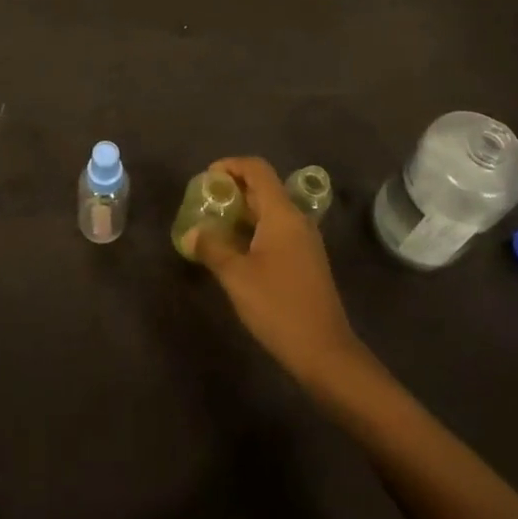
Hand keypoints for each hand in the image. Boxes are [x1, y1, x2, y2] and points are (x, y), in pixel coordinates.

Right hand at [192, 158, 366, 386]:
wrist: (325, 353)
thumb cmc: (279, 307)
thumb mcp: (236, 276)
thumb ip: (211, 247)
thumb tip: (192, 232)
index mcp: (282, 214)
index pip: (257, 169)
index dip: (230, 165)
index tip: (206, 179)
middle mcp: (297, 220)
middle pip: (263, 188)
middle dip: (232, 189)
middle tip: (204, 204)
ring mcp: (304, 241)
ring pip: (270, 211)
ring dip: (242, 211)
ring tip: (214, 226)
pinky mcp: (305, 260)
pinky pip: (276, 230)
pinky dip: (254, 229)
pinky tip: (235, 250)